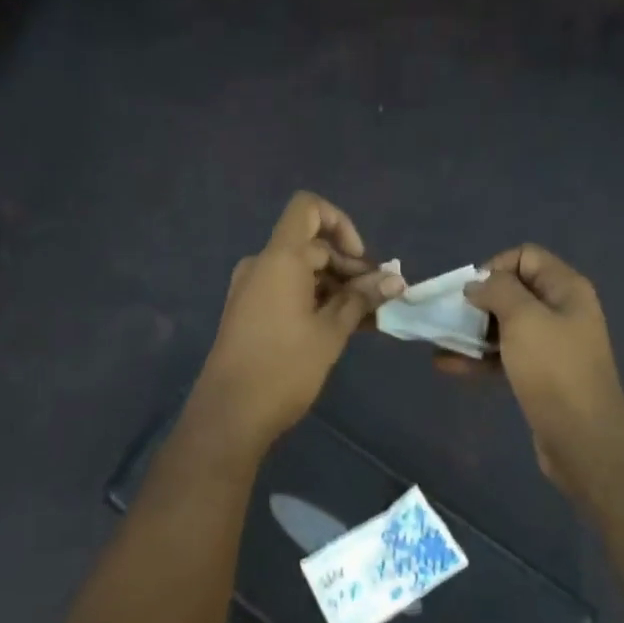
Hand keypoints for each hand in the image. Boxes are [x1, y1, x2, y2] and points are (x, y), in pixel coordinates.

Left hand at [193, 192, 405, 448]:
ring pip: (301, 271)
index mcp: (280, 258)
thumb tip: (394, 280)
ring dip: (335, 287)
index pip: (308, 208)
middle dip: (348, 266)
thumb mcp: (331, 332)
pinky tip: (343, 326)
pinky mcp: (249, 311)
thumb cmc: (284, 367)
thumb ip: (361, 299)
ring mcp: (251, 288)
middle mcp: (262, 264)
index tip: (361, 261)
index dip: (341, 224)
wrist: (229, 413)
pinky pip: (287, 290)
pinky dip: (315, 299)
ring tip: (368, 318)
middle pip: (311, 245)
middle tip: (379, 299)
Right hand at [464, 245, 623, 499]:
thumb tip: (477, 284)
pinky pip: (504, 355)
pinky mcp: (539, 374)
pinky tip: (447, 365)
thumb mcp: (524, 319)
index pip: (525, 256)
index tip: (472, 293)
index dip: (495, 267)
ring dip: (472, 331)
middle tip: (451, 318)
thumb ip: (498, 291)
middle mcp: (561, 310)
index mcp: (565, 289)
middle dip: (478, 301)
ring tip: (439, 341)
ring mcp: (551, 344)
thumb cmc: (553, 370)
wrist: (582, 438)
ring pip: (505, 325)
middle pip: (513, 291)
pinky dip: (478, 357)